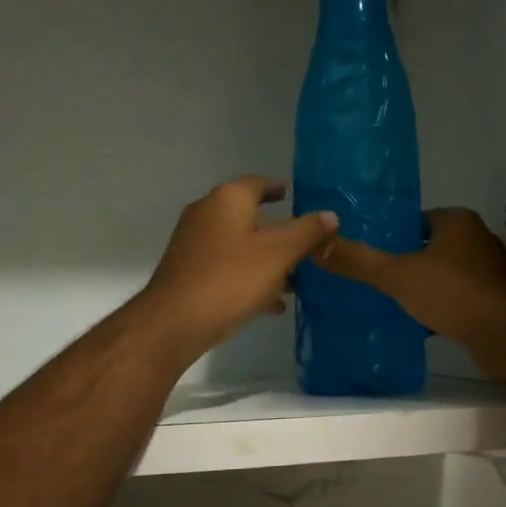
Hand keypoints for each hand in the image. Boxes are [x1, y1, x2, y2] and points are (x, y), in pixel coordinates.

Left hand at [137, 177, 338, 364]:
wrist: (175, 322)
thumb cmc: (231, 279)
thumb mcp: (279, 254)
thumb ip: (307, 232)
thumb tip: (330, 215)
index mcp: (228, 199)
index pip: (258, 184)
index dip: (278, 188)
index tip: (294, 194)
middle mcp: (207, 214)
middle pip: (251, 216)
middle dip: (279, 232)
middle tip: (306, 245)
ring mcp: (195, 244)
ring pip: (240, 245)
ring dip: (267, 260)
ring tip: (296, 280)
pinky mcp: (190, 271)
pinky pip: (228, 267)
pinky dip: (250, 277)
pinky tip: (271, 303)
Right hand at [317, 208, 505, 360]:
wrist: (504, 335)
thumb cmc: (452, 293)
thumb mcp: (397, 275)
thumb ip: (358, 261)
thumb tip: (317, 246)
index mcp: (457, 221)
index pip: (417, 220)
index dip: (393, 234)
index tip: (370, 251)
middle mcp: (478, 239)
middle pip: (431, 246)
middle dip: (407, 261)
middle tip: (375, 277)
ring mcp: (489, 270)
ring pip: (446, 273)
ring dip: (425, 284)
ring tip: (393, 299)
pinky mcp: (495, 299)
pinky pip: (459, 296)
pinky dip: (442, 305)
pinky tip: (421, 321)